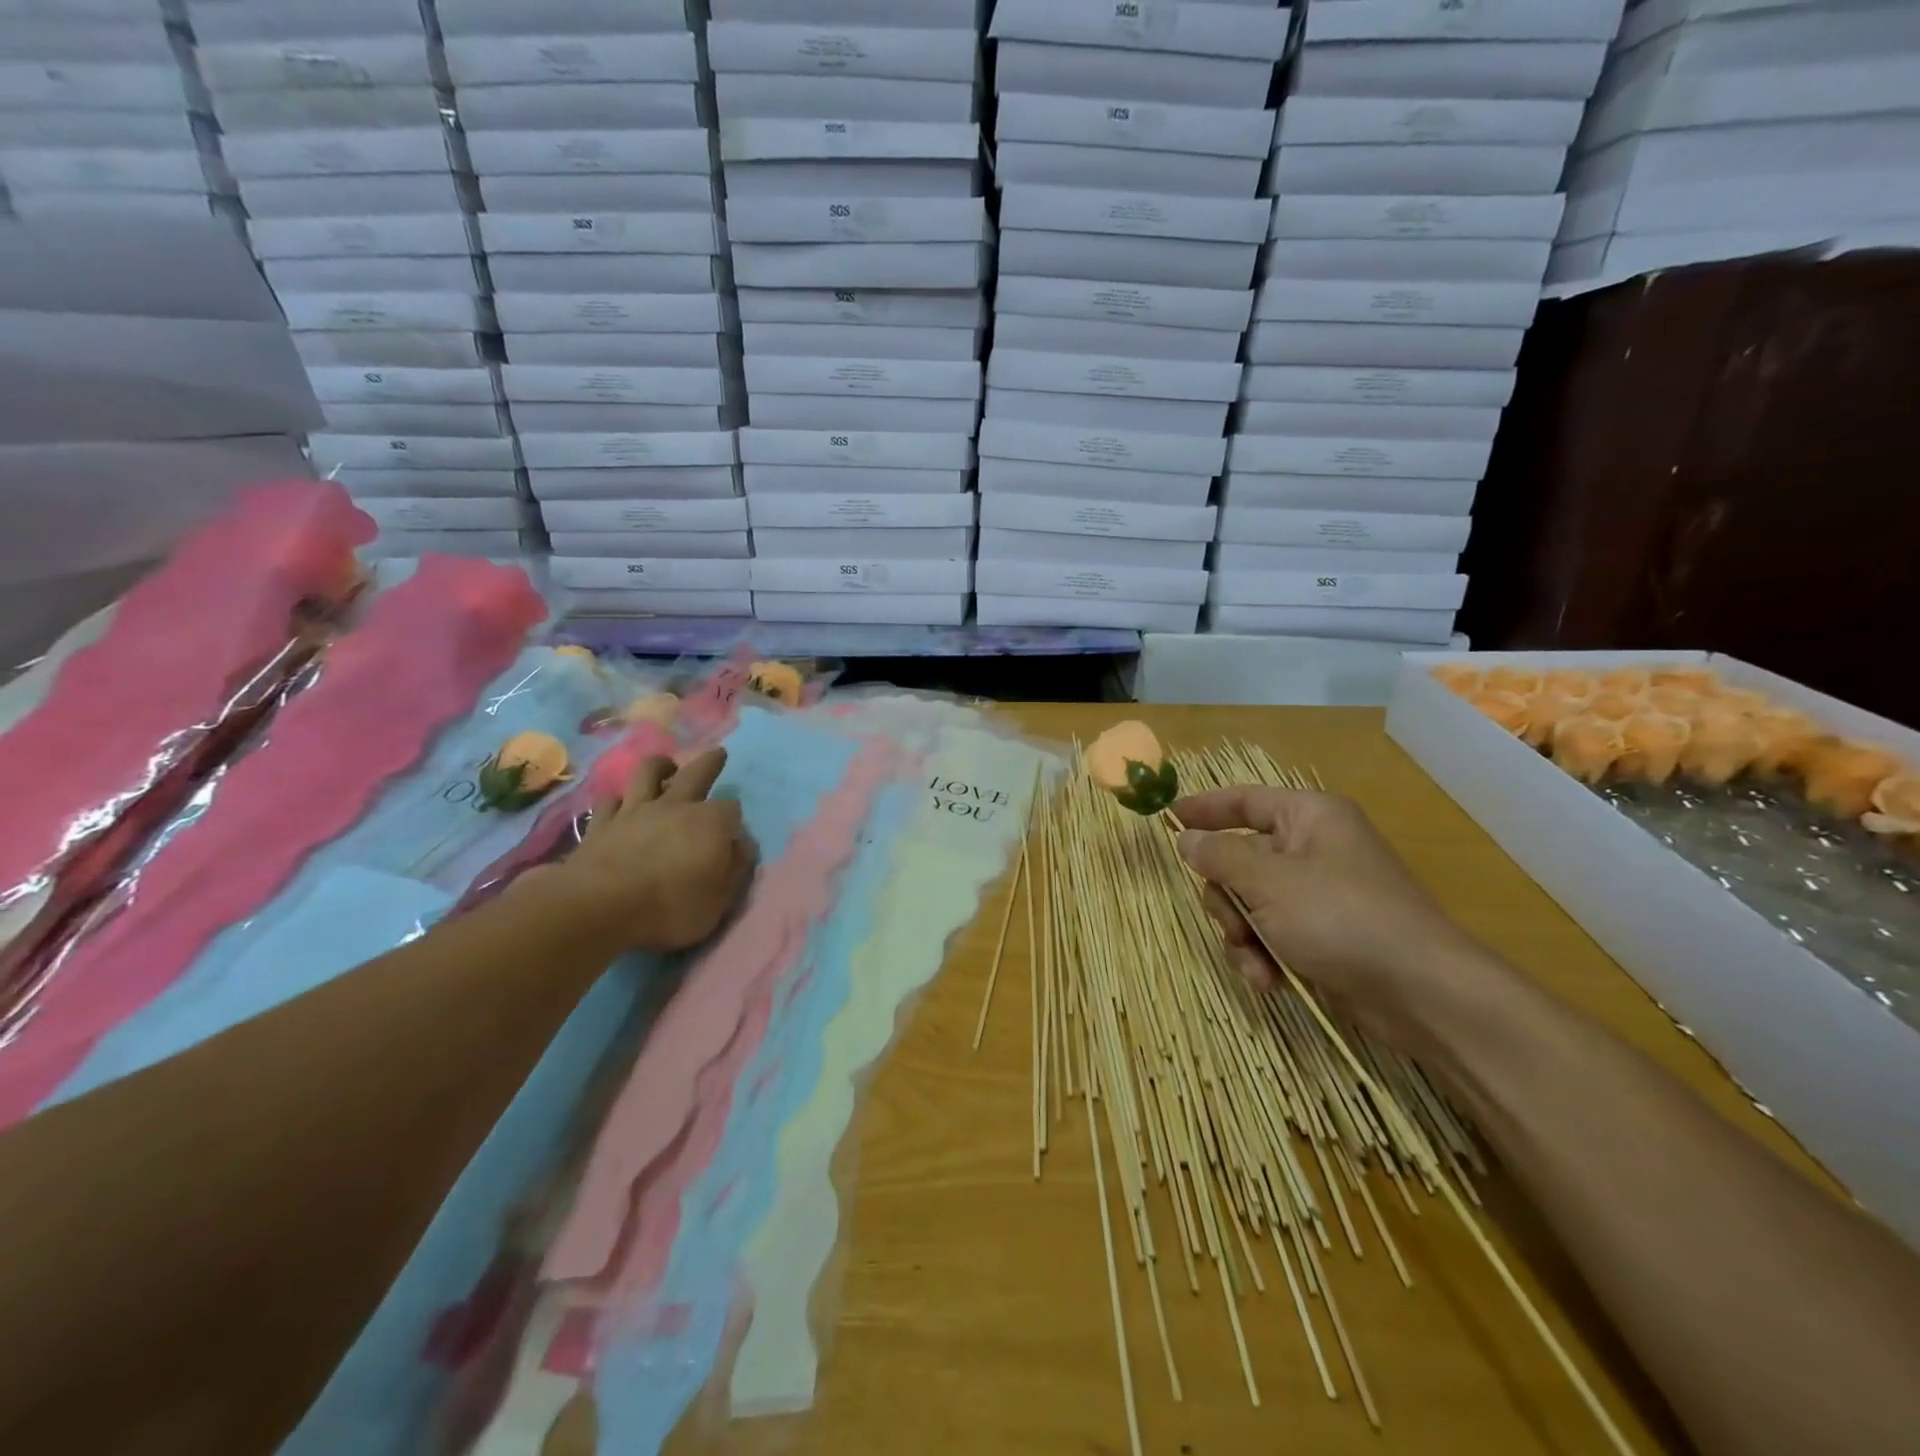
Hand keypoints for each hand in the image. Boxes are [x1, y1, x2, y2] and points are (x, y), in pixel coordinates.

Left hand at [540, 746, 755, 953]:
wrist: (599, 907)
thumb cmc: (670, 907)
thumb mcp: (720, 899)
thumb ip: (736, 868)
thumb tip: (743, 845)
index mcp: (711, 823)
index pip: (732, 809)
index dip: (734, 819)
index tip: (733, 833)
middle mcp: (676, 806)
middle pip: (697, 772)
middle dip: (710, 762)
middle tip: (717, 753)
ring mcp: (635, 810)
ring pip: (648, 771)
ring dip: (660, 766)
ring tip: (666, 767)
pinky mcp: (602, 823)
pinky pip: (610, 800)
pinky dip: (619, 801)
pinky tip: (621, 806)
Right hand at [1175, 787, 1493, 1049]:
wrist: (1421, 993)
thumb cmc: (1340, 918)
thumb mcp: (1268, 882)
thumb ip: (1219, 856)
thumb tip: (1186, 838)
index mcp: (1308, 818)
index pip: (1245, 801)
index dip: (1205, 808)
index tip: (1167, 820)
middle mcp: (1313, 850)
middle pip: (1240, 860)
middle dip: (1227, 900)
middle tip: (1232, 925)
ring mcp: (1319, 895)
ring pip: (1251, 903)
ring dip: (1242, 936)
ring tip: (1255, 965)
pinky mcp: (1324, 936)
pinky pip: (1273, 934)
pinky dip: (1264, 957)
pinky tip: (1269, 982)